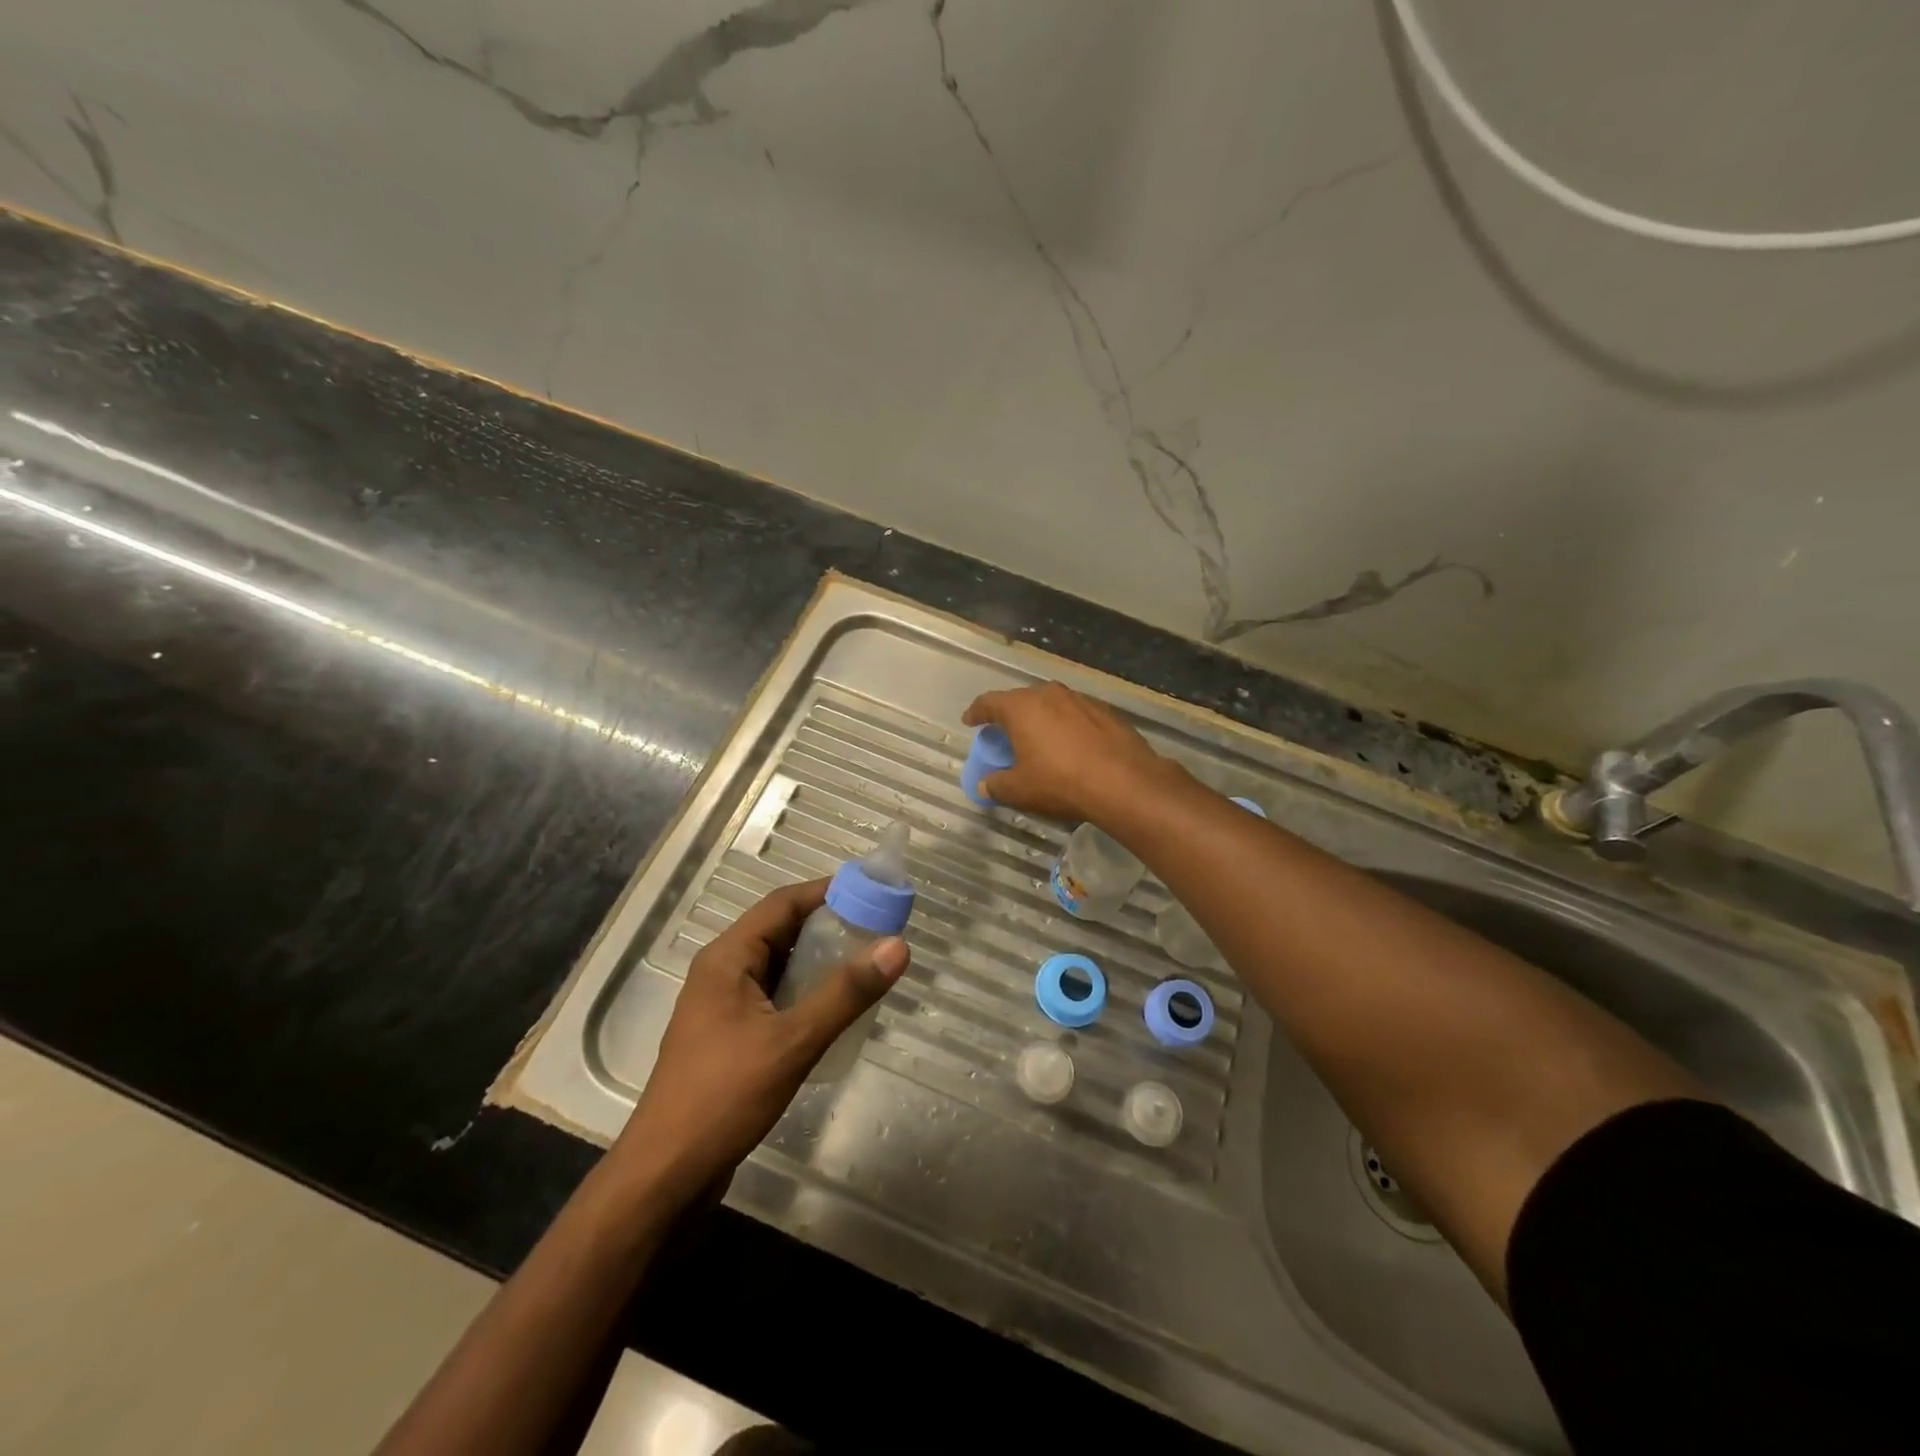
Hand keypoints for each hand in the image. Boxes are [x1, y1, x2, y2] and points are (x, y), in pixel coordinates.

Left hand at [611, 879, 909, 1205]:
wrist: (666, 1174)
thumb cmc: (725, 1096)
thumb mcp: (794, 1041)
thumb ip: (846, 992)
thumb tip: (897, 945)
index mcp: (727, 958)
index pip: (782, 903)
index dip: (827, 892)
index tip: (872, 891)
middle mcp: (721, 971)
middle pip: (780, 931)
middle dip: (828, 926)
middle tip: (878, 928)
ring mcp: (722, 1006)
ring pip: (778, 966)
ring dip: (818, 961)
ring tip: (865, 964)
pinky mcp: (728, 1036)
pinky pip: (773, 996)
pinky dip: (805, 991)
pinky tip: (835, 1009)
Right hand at [962, 681, 1172, 821]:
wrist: (1124, 782)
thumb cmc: (1060, 782)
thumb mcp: (1020, 790)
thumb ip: (996, 785)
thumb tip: (985, 784)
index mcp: (1021, 707)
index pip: (989, 702)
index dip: (977, 712)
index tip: (971, 721)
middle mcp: (1049, 694)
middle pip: (1020, 700)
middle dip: (1009, 715)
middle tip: (1004, 733)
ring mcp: (1080, 700)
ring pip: (1050, 704)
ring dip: (1040, 719)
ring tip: (1037, 739)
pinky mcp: (1105, 711)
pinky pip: (1075, 715)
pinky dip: (1066, 726)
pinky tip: (1070, 745)